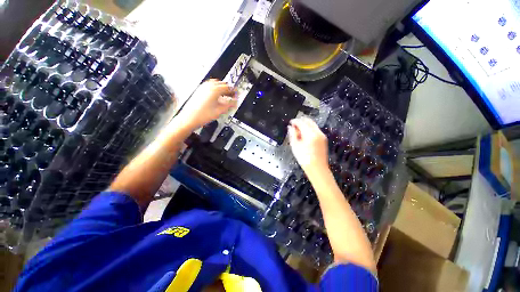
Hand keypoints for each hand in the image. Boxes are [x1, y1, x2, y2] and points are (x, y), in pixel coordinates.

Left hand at [176, 79, 236, 130]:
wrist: (189, 119)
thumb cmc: (202, 115)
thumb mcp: (220, 111)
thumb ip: (229, 105)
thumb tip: (235, 102)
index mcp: (215, 90)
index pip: (228, 87)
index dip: (234, 91)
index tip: (237, 94)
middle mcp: (208, 86)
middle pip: (222, 84)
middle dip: (229, 90)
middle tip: (233, 95)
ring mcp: (203, 88)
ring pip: (216, 84)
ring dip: (222, 89)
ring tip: (226, 95)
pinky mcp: (199, 91)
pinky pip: (210, 86)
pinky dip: (216, 90)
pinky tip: (217, 96)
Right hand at [288, 117, 328, 174]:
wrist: (317, 168)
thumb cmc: (304, 158)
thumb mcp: (295, 146)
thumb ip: (292, 134)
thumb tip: (290, 127)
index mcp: (310, 134)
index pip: (301, 122)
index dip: (295, 121)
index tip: (290, 122)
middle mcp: (317, 132)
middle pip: (309, 121)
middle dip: (301, 121)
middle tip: (294, 124)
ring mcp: (322, 135)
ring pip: (313, 125)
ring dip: (305, 124)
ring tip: (298, 130)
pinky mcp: (323, 139)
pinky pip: (316, 129)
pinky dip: (310, 129)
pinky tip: (305, 134)